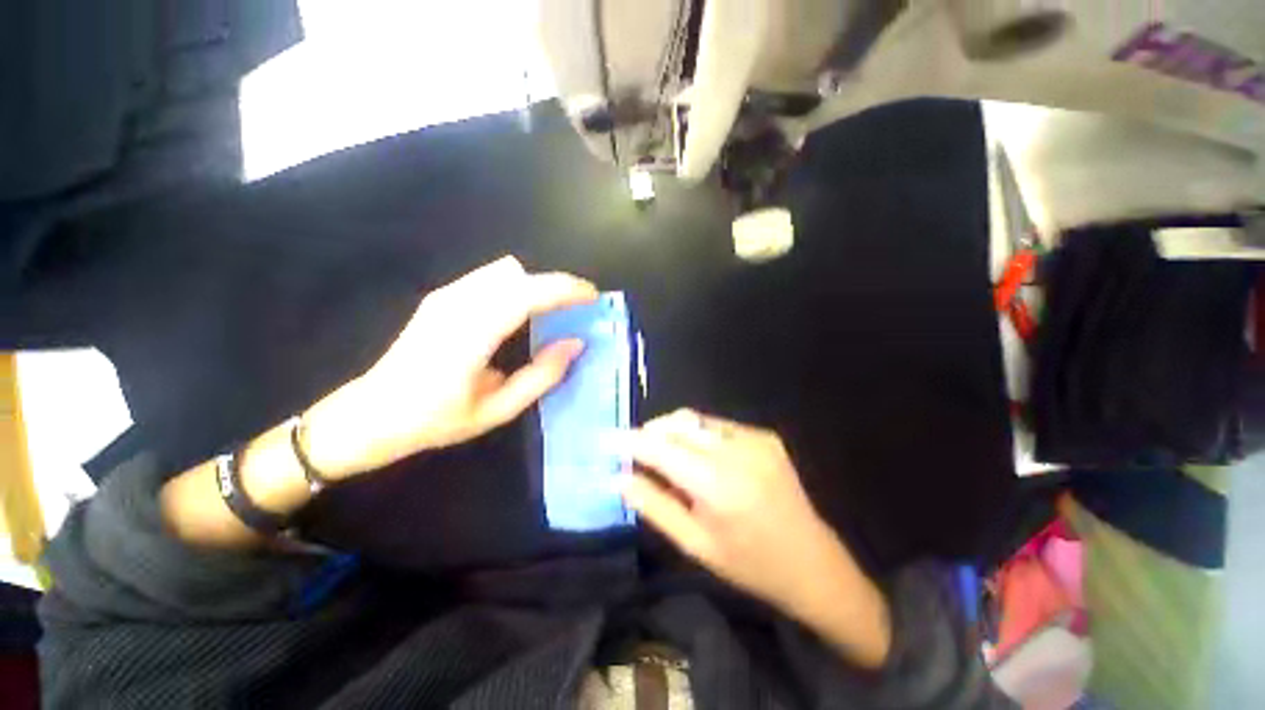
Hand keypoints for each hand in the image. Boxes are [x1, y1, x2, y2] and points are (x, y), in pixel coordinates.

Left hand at [302, 256, 596, 478]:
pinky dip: (517, 286)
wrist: (371, 413)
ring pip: (506, 272)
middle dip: (556, 286)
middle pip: (520, 276)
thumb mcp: (498, 409)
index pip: (526, 294)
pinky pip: (491, 278)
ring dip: (536, 286)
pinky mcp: (442, 296)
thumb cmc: (435, 420)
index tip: (592, 296)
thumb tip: (576, 343)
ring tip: (554, 311)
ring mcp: (445, 296)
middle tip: (578, 308)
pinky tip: (523, 312)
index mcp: (470, 335)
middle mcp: (456, 305)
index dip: (564, 290)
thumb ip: (542, 375)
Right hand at [623, 409, 891, 666]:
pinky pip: (717, 425)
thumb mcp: (695, 544)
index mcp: (716, 484)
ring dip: (672, 431)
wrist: (812, 562)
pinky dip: (697, 434)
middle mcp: (735, 451)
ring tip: (663, 454)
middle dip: (650, 433)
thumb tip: (618, 477)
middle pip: (677, 424)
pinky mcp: (765, 435)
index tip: (606, 439)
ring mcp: (754, 438)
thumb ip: (653, 505)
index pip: (659, 448)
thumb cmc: (749, 564)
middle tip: (635, 452)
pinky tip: (698, 456)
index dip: (629, 440)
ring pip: (695, 420)